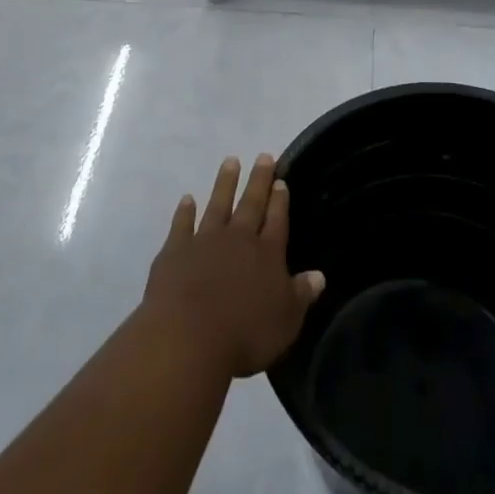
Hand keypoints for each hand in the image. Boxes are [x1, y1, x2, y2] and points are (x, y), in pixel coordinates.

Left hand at [143, 155, 325, 378]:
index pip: (277, 219)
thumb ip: (301, 294)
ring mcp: (205, 241)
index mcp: (267, 253)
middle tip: (264, 156)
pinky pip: (182, 224)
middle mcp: (238, 239)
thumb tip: (319, 275)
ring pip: (218, 204)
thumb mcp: (286, 320)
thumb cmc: (245, 334)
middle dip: (259, 180)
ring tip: (231, 160)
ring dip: (225, 183)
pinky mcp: (175, 251)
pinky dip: (184, 211)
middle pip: (251, 203)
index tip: (281, 180)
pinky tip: (187, 198)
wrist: (188, 338)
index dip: (280, 200)